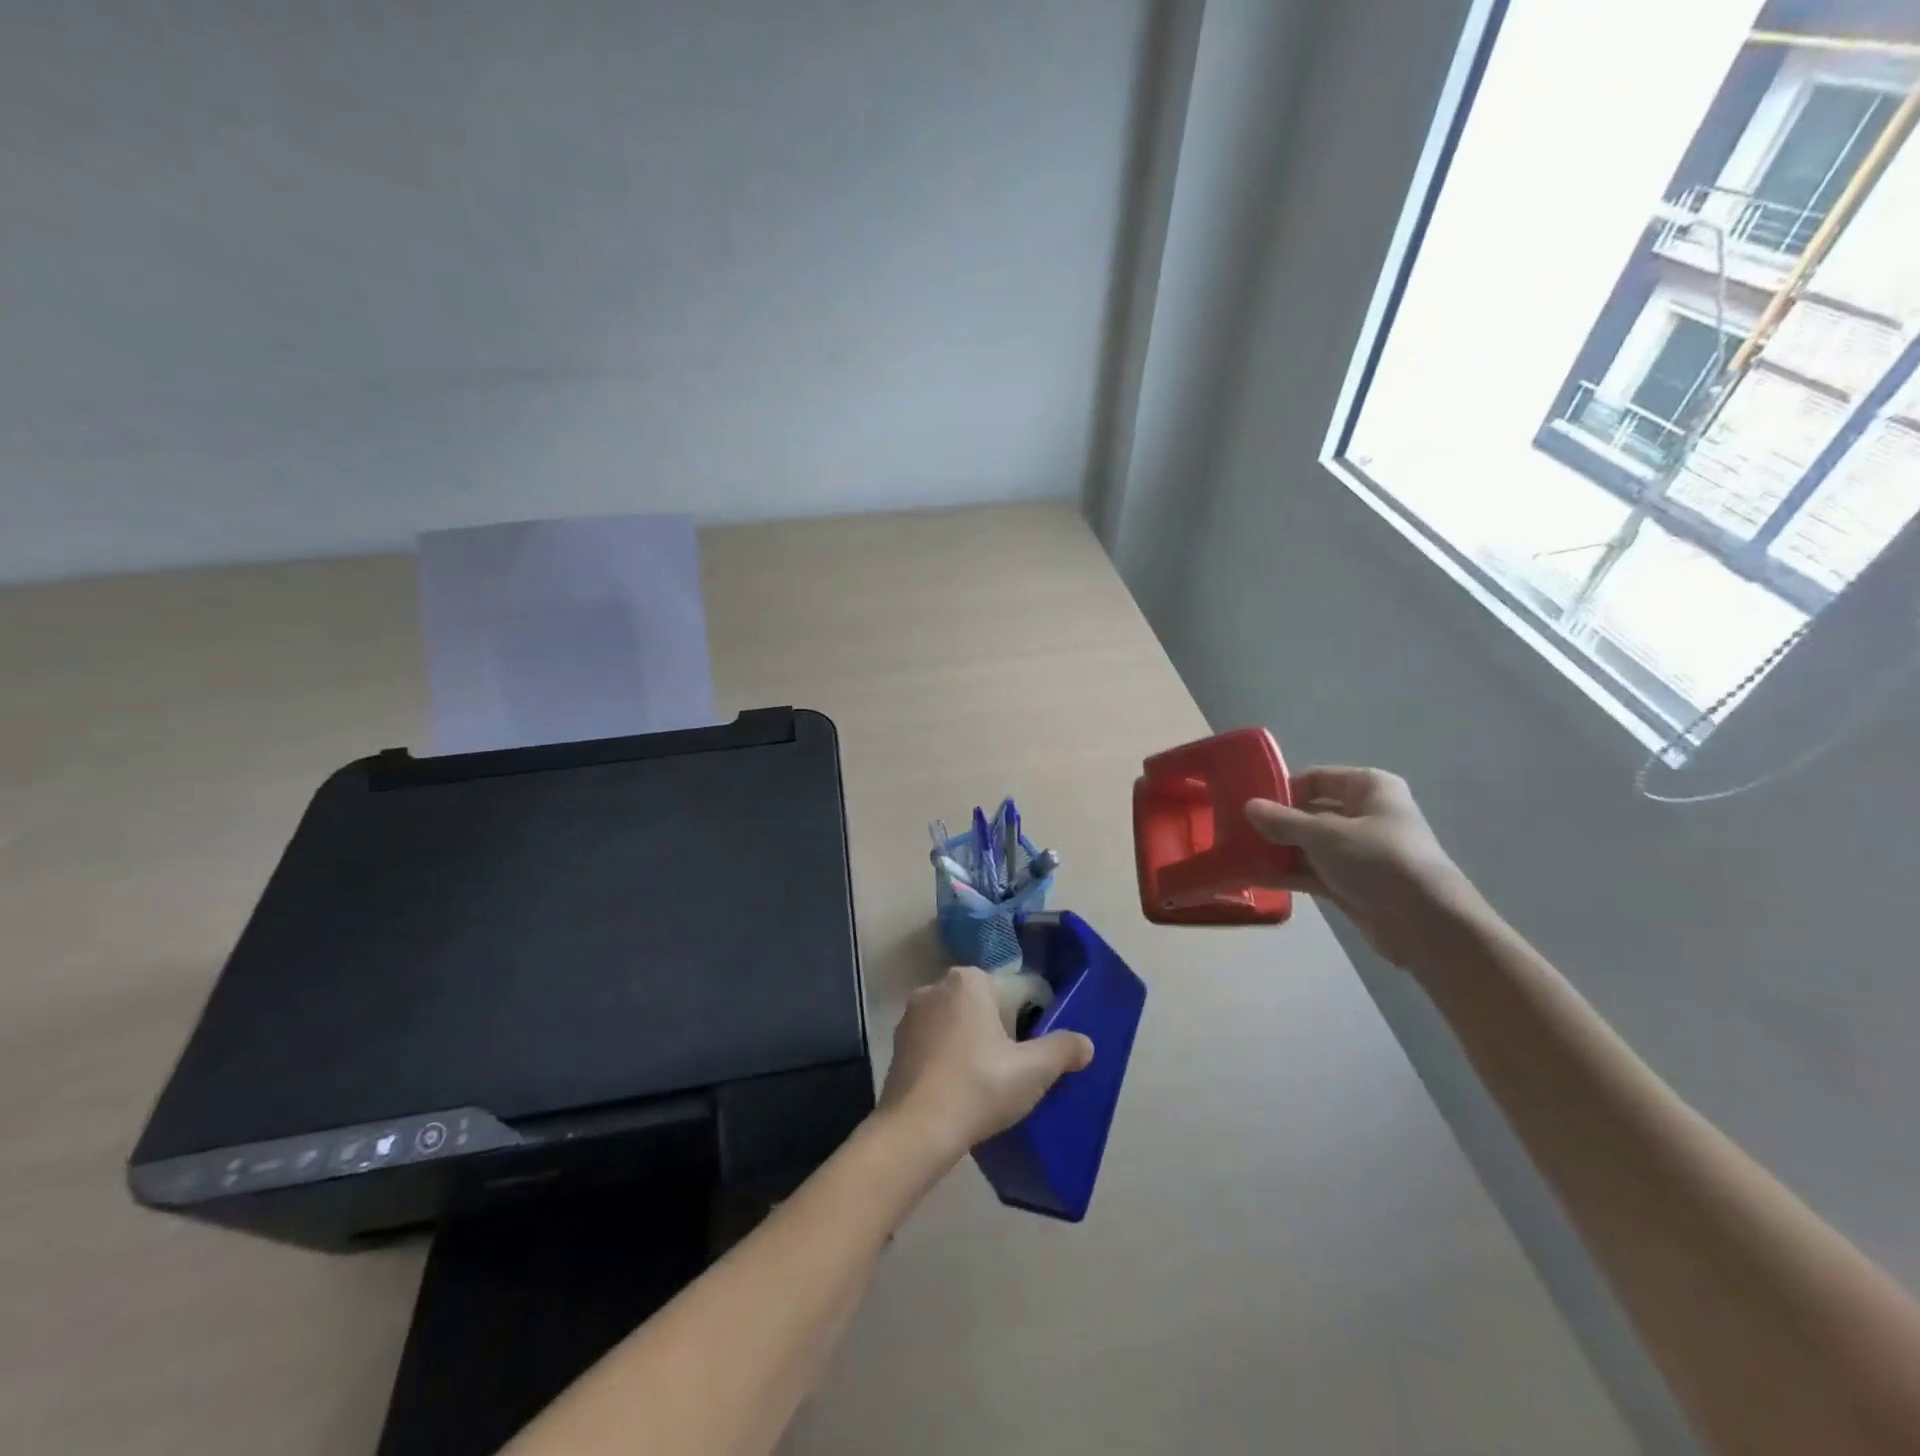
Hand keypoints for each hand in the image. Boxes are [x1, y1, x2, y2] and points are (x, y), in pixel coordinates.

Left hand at [878, 967, 1093, 1161]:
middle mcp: (935, 986)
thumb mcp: (1033, 1070)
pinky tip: (959, 1089)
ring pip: (957, 1024)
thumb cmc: (979, 1086)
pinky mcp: (897, 1044)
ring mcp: (911, 1015)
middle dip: (999, 1031)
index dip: (1029, 1022)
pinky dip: (948, 1059)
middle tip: (1014, 1070)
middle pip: (983, 1005)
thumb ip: (1063, 1050)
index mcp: (969, 980)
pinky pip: (934, 1044)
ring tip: (987, 1083)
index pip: (1013, 991)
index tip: (1032, 1053)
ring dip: (972, 1044)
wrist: (916, 1130)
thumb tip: (1085, 1044)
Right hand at [1245, 767, 1484, 968]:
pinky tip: (1254, 877)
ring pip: (1309, 844)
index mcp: (1369, 788)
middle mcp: (1366, 815)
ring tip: (1238, 854)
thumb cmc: (1378, 861)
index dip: (1284, 788)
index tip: (1250, 803)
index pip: (1317, 778)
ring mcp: (1359, 852)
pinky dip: (1288, 873)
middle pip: (1311, 812)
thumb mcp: (1324, 834)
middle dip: (1276, 822)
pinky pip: (1313, 871)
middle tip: (1236, 830)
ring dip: (1278, 850)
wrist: (1425, 924)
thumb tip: (1248, 806)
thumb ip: (1283, 820)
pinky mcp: (1353, 884)